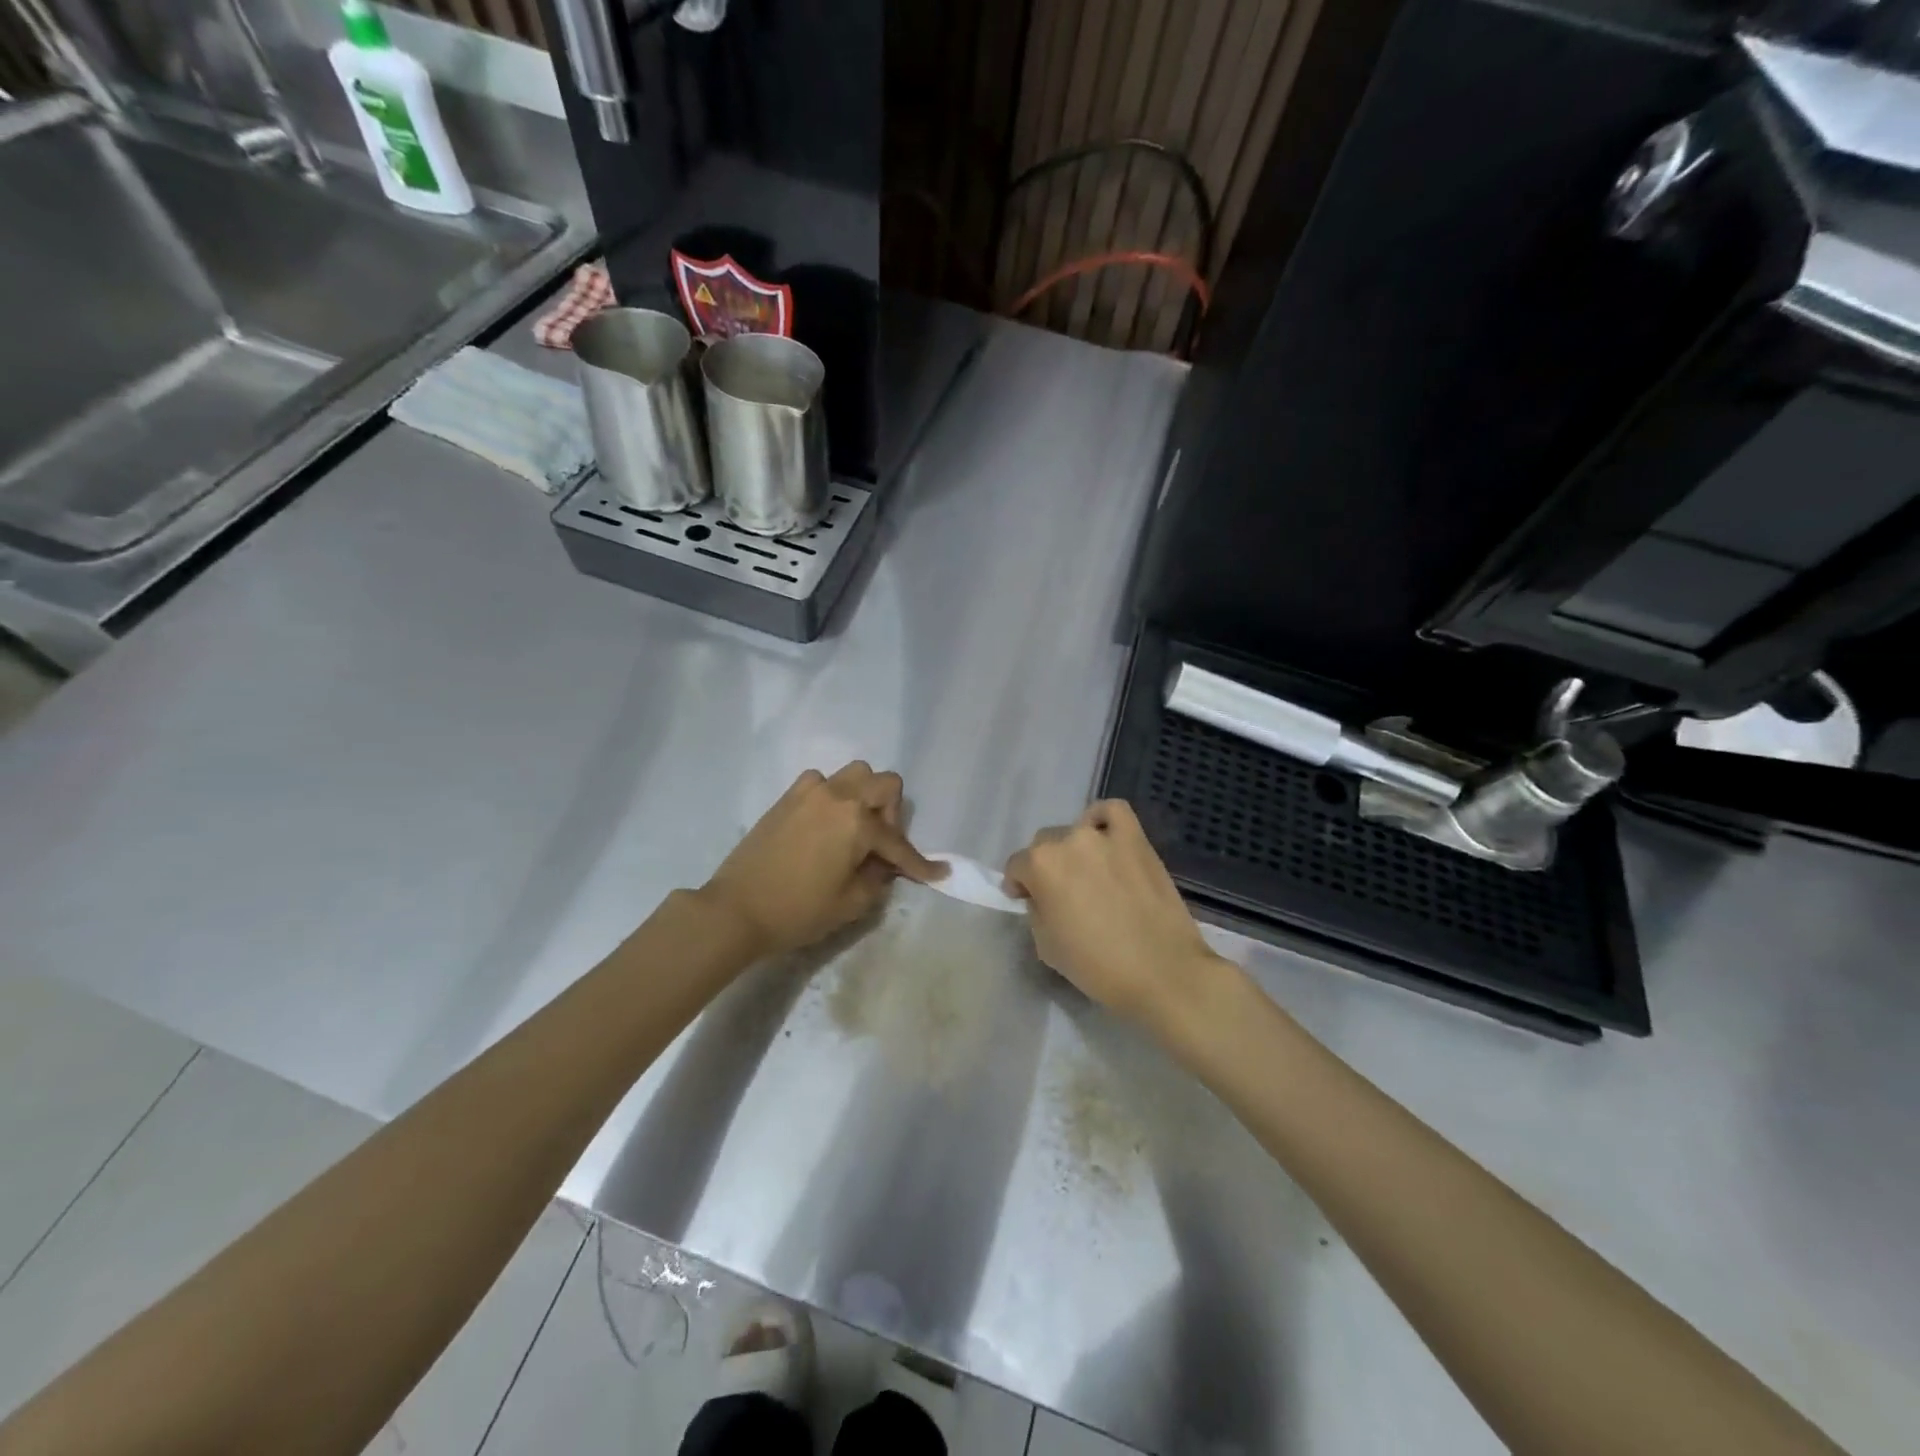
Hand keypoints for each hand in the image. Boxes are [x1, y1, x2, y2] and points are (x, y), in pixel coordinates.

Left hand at [700, 762, 941, 957]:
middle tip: (882, 846)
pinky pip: (822, 782)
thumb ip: (878, 878)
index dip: (920, 863)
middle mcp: (838, 797)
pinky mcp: (788, 798)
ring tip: (855, 830)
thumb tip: (883, 863)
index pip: (898, 842)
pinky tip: (826, 823)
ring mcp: (810, 792)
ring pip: (854, 774)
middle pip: (884, 783)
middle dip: (893, 814)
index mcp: (857, 823)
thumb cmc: (798, 911)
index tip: (938, 873)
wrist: (736, 910)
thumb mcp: (851, 903)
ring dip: (865, 797)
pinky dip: (832, 796)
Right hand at [1004, 800, 1227, 1029]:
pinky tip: (1105, 838)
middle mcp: (1068, 841)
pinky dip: (1103, 820)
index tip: (1027, 901)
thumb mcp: (1046, 946)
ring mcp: (1104, 835)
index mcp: (1040, 866)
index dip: (1018, 886)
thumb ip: (1037, 911)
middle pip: (1045, 845)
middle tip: (1061, 894)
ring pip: (1075, 831)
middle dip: (1045, 868)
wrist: (1162, 971)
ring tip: (1087, 872)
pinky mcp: (1136, 838)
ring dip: (1074, 850)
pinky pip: (1113, 812)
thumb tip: (1042, 897)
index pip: (1016, 867)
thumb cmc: (1097, 966)